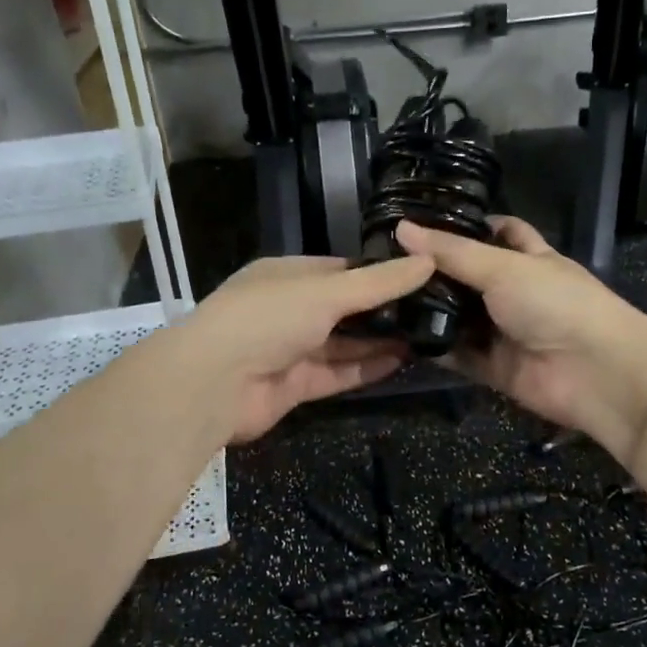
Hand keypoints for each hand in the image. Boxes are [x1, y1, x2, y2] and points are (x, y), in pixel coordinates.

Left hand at [170, 254, 434, 442]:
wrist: (214, 384)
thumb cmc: (268, 318)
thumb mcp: (327, 291)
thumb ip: (379, 282)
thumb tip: (428, 260)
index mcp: (287, 275)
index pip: (340, 269)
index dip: (377, 272)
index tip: (419, 274)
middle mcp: (288, 310)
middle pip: (344, 308)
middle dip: (383, 310)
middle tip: (433, 308)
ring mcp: (290, 349)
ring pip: (343, 343)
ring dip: (379, 340)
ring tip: (427, 334)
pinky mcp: (295, 386)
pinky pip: (337, 373)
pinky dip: (366, 368)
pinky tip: (403, 361)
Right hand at [393, 217, 646, 456]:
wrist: (597, 373)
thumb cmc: (557, 303)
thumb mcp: (503, 267)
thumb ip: (452, 252)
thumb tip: (401, 228)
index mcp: (529, 259)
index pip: (500, 232)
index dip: (469, 224)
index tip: (424, 220)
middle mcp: (515, 293)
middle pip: (470, 277)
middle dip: (435, 271)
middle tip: (386, 261)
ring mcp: (505, 332)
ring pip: (460, 317)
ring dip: (429, 310)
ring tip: (381, 296)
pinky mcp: (494, 368)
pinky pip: (457, 355)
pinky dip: (433, 348)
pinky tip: (397, 337)